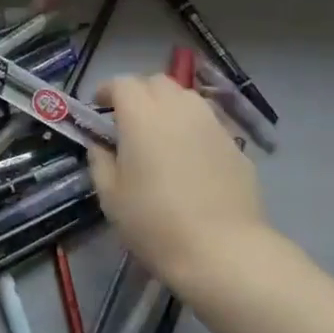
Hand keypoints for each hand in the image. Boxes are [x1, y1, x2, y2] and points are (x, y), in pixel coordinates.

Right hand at [87, 75, 269, 293]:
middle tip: (127, 121)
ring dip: (168, 106)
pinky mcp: (235, 145)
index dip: (107, 91)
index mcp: (142, 116)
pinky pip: (208, 123)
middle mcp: (179, 109)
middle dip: (139, 93)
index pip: (122, 83)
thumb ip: (100, 160)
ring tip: (160, 135)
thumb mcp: (110, 196)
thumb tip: (101, 144)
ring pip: (186, 98)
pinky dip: (192, 128)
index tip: (98, 109)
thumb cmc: (154, 223)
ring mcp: (212, 124)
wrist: (222, 250)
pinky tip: (188, 159)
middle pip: (157, 82)